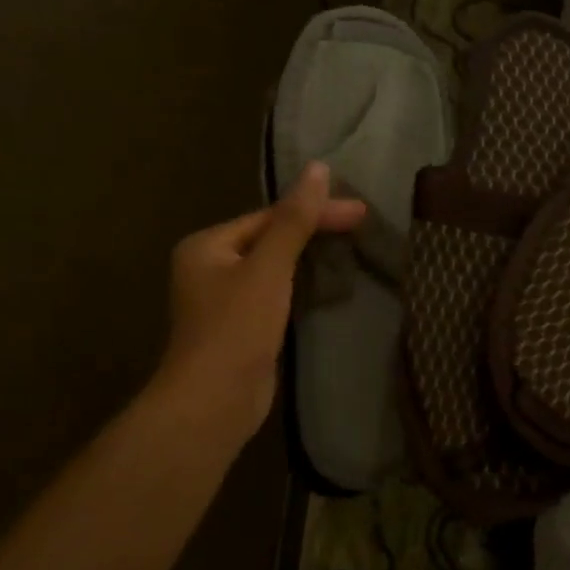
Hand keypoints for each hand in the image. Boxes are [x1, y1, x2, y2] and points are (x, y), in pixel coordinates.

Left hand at [151, 162, 365, 440]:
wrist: (215, 400)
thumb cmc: (236, 328)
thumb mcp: (269, 269)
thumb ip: (294, 221)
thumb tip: (317, 169)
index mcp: (207, 245)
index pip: (269, 216)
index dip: (314, 210)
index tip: (360, 211)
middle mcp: (210, 267)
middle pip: (271, 238)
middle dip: (314, 231)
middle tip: (361, 224)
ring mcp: (225, 299)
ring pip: (275, 267)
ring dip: (310, 258)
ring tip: (351, 248)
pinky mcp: (242, 327)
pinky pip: (276, 293)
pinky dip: (302, 285)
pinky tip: (328, 285)